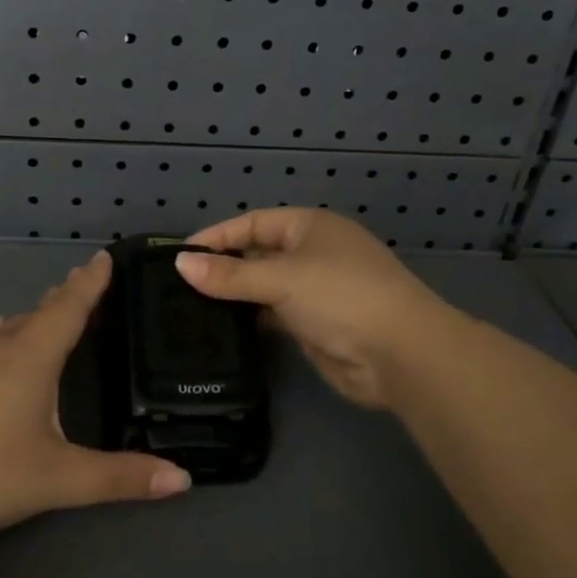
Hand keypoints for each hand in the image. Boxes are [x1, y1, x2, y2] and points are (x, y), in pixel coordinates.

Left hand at [0, 251, 190, 551]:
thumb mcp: (56, 480)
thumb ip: (119, 478)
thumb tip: (184, 480)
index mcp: (28, 358)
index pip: (68, 308)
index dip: (90, 283)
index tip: (104, 257)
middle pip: (36, 313)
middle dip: (62, 298)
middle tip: (84, 285)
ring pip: (5, 330)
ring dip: (32, 319)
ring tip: (49, 318)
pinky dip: (6, 342)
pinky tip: (1, 362)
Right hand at [177, 209, 456, 410]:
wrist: (399, 353)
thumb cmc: (340, 296)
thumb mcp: (281, 278)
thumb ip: (230, 274)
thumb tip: (180, 264)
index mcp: (309, 227)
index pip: (252, 224)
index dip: (216, 237)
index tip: (179, 256)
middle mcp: (311, 253)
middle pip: (257, 254)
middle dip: (222, 268)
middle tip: (177, 287)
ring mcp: (314, 290)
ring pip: (264, 287)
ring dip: (235, 296)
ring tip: (189, 309)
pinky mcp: (314, 324)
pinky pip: (273, 314)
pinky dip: (250, 319)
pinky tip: (221, 330)